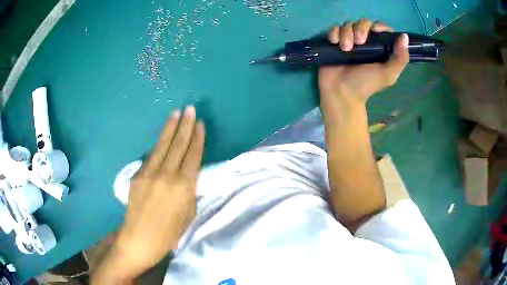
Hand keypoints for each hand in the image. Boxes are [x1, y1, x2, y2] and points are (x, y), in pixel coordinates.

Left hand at [111, 106, 204, 276]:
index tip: (200, 124)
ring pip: (162, 145)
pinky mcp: (137, 175)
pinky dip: (159, 146)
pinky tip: (163, 138)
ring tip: (176, 113)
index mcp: (184, 187)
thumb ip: (189, 191)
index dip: (197, 138)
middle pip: (178, 145)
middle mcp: (167, 175)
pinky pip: (151, 157)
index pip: (193, 155)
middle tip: (190, 109)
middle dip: (186, 125)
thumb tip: (188, 175)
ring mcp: (149, 173)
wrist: (139, 240)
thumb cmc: (169, 234)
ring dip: (170, 128)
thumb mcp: (188, 215)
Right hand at [319, 19, 408, 104]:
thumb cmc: (366, 84)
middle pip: (364, 23)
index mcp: (379, 48)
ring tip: (345, 48)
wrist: (341, 92)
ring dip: (346, 33)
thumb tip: (404, 37)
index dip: (379, 26)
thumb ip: (400, 58)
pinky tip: (335, 43)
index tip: (375, 31)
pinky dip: (334, 33)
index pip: (381, 28)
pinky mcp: (335, 42)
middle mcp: (365, 42)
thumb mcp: (388, 74)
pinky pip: (334, 29)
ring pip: (348, 25)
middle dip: (360, 29)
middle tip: (359, 43)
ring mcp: (349, 41)